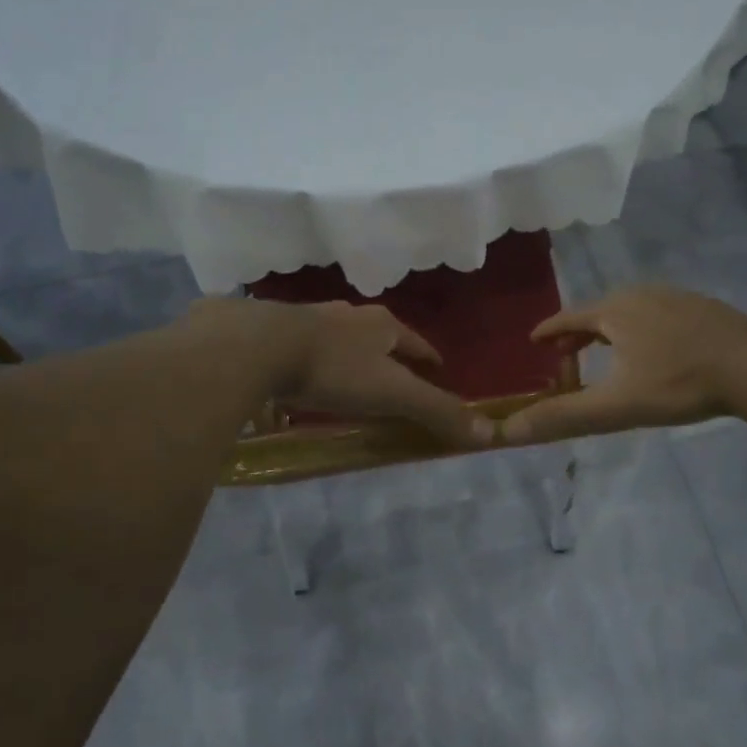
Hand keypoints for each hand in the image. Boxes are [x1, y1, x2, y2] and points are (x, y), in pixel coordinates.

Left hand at [190, 298, 492, 447]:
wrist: (257, 346)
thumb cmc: (335, 368)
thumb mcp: (392, 393)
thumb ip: (436, 411)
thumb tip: (489, 432)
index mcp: (381, 324)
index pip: (416, 341)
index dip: (428, 356)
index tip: (438, 368)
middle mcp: (348, 314)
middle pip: (378, 335)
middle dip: (388, 353)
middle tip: (395, 376)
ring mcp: (309, 319)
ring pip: (339, 338)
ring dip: (349, 356)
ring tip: (351, 379)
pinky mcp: (275, 331)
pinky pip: (303, 348)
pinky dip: (313, 363)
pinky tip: (303, 379)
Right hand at [502, 286, 746, 443]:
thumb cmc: (679, 383)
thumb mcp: (616, 405)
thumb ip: (564, 416)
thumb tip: (509, 430)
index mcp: (615, 311)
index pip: (569, 318)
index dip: (549, 332)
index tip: (534, 341)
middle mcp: (640, 294)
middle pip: (599, 311)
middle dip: (579, 333)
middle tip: (566, 354)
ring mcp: (675, 297)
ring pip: (630, 311)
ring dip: (611, 329)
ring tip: (607, 351)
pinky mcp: (702, 307)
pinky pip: (658, 313)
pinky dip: (642, 328)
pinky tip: (656, 348)